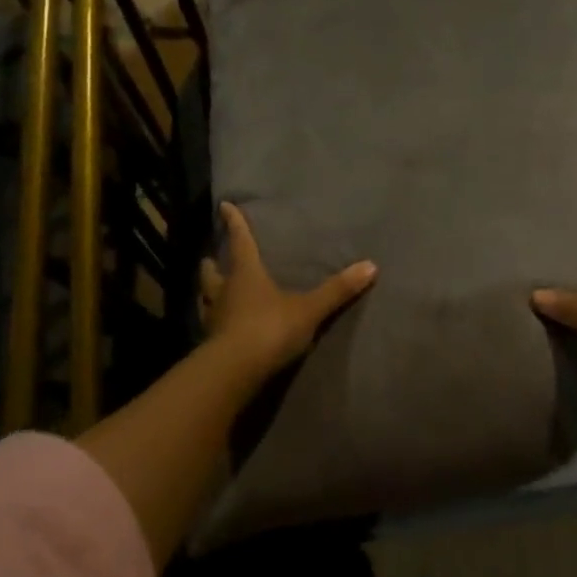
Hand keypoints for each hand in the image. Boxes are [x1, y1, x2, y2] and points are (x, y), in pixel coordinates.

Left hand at [200, 202, 376, 379]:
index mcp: (246, 273)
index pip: (240, 241)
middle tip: (214, 258)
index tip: (224, 206)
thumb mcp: (309, 309)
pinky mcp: (210, 344)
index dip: (234, 223)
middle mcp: (224, 291)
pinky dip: (214, 321)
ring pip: (205, 298)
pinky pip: (210, 326)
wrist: (235, 371)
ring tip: (212, 290)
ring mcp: (213, 318)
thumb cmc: (270, 328)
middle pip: (212, 271)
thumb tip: (371, 266)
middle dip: (213, 263)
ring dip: (208, 292)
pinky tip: (219, 326)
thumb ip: (337, 290)